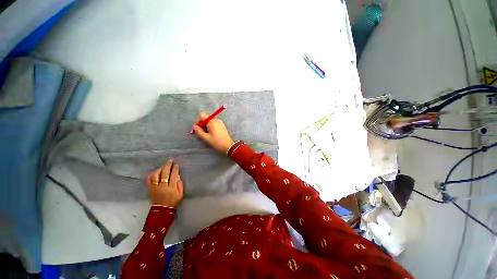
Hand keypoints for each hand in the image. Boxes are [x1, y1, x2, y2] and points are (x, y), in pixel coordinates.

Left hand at [146, 159, 184, 206]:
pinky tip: (155, 171)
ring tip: (163, 165)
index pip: (173, 175)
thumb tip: (178, 176)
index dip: (175, 169)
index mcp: (171, 188)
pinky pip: (149, 179)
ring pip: (155, 175)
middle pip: (164, 173)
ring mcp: (155, 187)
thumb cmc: (174, 200)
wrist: (162, 209)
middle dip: (167, 166)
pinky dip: (151, 174)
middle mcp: (162, 187)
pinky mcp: (150, 189)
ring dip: (160, 168)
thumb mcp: (181, 194)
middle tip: (170, 160)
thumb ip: (180, 184)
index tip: (176, 164)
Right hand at [192, 112, 234, 153]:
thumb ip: (199, 131)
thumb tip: (194, 127)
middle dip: (201, 125)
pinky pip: (213, 124)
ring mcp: (220, 123)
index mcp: (212, 122)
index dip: (197, 121)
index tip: (196, 128)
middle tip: (200, 133)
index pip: (202, 115)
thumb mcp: (206, 138)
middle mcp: (216, 120)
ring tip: (206, 135)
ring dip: (205, 127)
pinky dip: (210, 128)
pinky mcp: (222, 126)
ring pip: (209, 122)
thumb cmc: (217, 142)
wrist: (228, 146)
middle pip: (206, 119)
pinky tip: (211, 135)